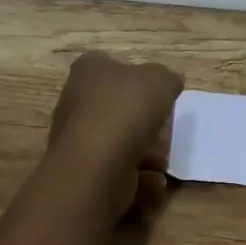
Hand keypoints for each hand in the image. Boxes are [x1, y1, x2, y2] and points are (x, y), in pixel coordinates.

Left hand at [47, 51, 181, 214]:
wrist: (97, 165)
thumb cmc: (126, 109)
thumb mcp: (160, 80)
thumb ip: (167, 78)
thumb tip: (169, 82)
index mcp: (88, 69)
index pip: (107, 63)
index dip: (132, 74)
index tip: (153, 89)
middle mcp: (75, 100)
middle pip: (113, 104)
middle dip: (140, 119)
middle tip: (164, 128)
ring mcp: (75, 138)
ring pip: (115, 140)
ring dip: (142, 151)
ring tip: (163, 161)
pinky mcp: (81, 170)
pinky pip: (114, 168)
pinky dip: (136, 176)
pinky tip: (155, 181)